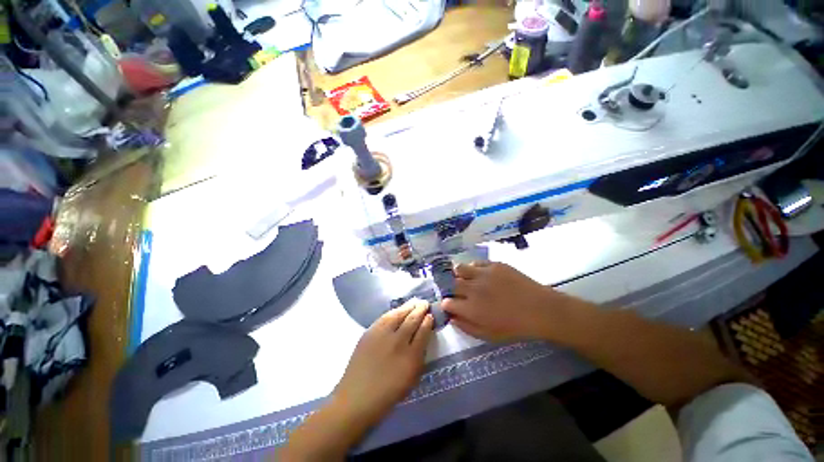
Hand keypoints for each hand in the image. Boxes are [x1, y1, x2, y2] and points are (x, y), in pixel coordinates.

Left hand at [333, 299, 433, 426]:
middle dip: (420, 310)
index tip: (431, 315)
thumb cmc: (388, 393)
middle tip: (424, 303)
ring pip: (398, 315)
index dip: (428, 321)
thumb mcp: (411, 378)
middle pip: (411, 320)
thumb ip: (419, 355)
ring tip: (414, 302)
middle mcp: (398, 342)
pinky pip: (385, 317)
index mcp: (411, 357)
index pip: (423, 332)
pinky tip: (397, 310)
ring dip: (407, 307)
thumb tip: (423, 336)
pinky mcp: (369, 333)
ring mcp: (382, 335)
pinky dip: (393, 312)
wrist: (357, 398)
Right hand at [442, 262, 586, 341]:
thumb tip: (452, 318)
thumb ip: (467, 327)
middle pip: (451, 284)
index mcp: (470, 308)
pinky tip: (479, 274)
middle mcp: (472, 288)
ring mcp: (482, 274)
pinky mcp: (493, 264)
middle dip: (451, 289)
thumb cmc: (514, 327)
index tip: (452, 306)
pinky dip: (473, 268)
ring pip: (459, 268)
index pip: (447, 302)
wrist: (540, 309)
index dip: (447, 304)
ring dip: (459, 275)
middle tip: (459, 292)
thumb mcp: (489, 335)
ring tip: (465, 279)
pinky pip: (475, 263)